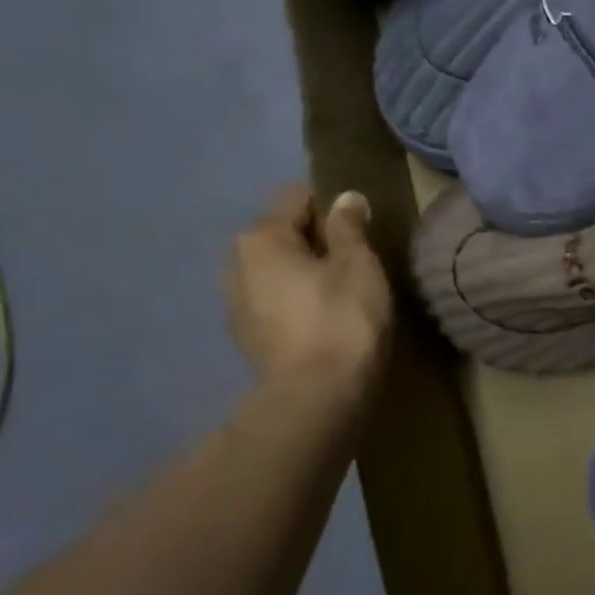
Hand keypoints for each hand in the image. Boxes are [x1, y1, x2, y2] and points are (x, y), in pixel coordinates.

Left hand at [224, 184, 393, 415]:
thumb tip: (345, 197)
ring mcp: (234, 303)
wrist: (317, 397)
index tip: (360, 228)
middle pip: (281, 234)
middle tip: (355, 261)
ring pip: (276, 270)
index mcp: (261, 237)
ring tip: (340, 293)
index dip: (331, 206)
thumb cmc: (342, 318)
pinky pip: (273, 301)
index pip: (296, 197)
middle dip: (314, 240)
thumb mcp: (358, 264)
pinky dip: (295, 302)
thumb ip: (349, 227)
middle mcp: (236, 263)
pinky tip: (323, 320)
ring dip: (303, 273)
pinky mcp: (244, 337)